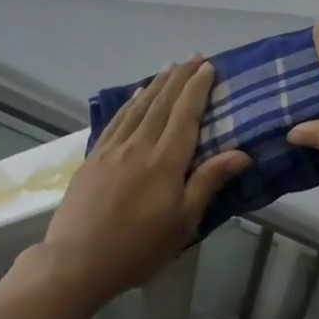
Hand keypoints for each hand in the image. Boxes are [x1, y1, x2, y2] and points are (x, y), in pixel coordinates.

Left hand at [33, 59, 249, 303]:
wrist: (76, 262)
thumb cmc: (139, 248)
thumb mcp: (183, 222)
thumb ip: (208, 182)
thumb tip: (242, 153)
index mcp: (165, 162)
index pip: (186, 115)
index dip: (198, 89)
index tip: (209, 67)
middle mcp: (139, 146)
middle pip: (163, 104)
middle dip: (180, 78)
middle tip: (194, 56)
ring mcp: (112, 150)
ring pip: (139, 107)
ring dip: (157, 84)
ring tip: (170, 67)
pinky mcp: (93, 158)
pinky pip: (116, 121)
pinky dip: (129, 103)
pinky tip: (136, 94)